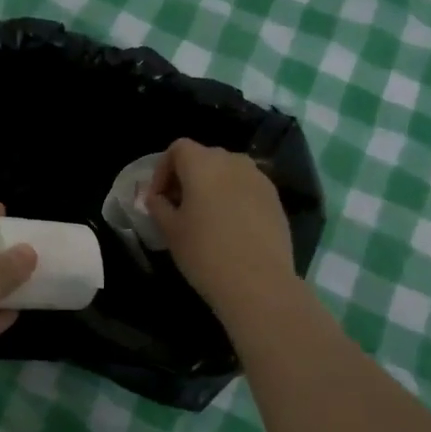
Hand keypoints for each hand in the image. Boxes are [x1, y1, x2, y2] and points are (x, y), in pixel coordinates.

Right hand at [146, 139, 296, 314]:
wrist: (259, 283)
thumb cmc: (205, 253)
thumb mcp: (170, 230)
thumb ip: (158, 206)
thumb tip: (155, 197)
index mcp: (203, 164)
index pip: (178, 149)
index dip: (162, 170)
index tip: (157, 198)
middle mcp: (233, 162)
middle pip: (204, 157)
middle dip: (186, 177)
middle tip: (177, 207)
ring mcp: (259, 179)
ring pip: (227, 172)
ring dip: (212, 187)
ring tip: (204, 218)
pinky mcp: (275, 199)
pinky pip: (246, 188)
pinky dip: (233, 199)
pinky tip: (230, 228)